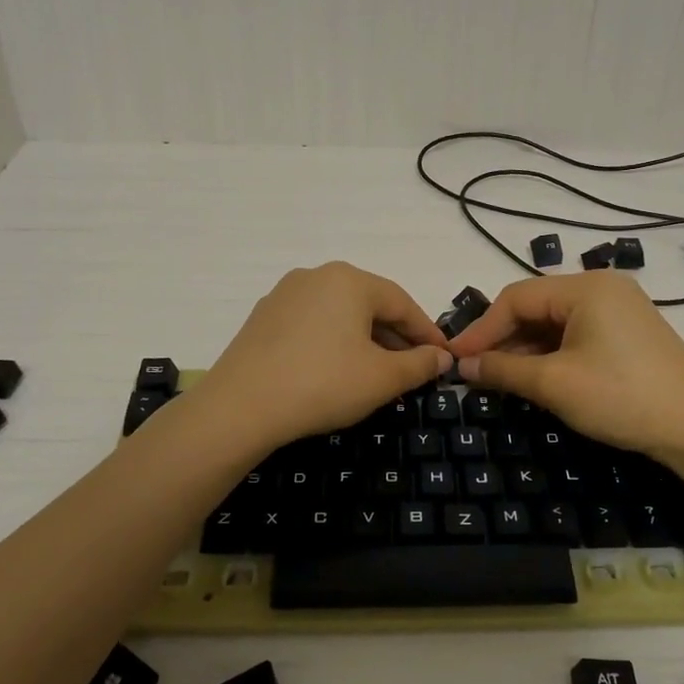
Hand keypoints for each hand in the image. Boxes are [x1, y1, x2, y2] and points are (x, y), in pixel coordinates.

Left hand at [194, 262, 451, 450]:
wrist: (240, 406)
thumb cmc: (323, 384)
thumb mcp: (382, 378)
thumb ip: (419, 364)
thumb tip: (442, 356)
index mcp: (350, 280)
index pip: (402, 303)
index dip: (427, 333)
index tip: (443, 358)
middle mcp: (316, 276)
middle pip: (370, 305)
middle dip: (395, 337)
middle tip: (412, 370)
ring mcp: (285, 294)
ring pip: (340, 315)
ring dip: (364, 341)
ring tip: (376, 374)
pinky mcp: (263, 318)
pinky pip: (312, 325)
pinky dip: (332, 343)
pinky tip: (335, 371)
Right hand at [445, 272, 683, 458]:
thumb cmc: (622, 397)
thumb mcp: (555, 384)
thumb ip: (504, 369)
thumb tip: (463, 365)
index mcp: (586, 287)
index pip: (516, 298)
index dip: (481, 328)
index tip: (455, 358)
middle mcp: (602, 288)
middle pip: (536, 306)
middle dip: (503, 338)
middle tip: (475, 370)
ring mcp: (619, 310)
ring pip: (555, 322)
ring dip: (525, 349)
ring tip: (499, 378)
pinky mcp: (628, 334)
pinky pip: (576, 334)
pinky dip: (551, 354)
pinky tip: (535, 377)